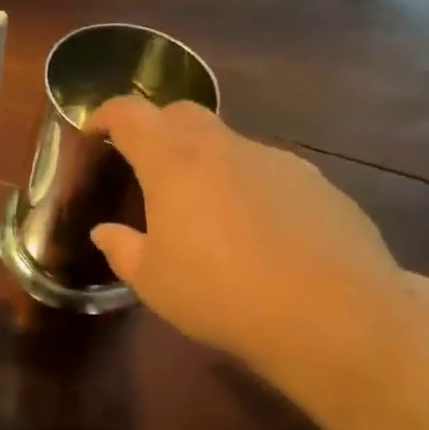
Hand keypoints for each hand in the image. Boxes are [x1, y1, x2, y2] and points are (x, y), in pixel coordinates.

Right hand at [87, 97, 414, 397]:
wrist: (334, 316)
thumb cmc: (221, 294)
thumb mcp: (153, 281)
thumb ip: (122, 249)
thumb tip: (105, 232)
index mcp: (174, 161)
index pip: (130, 114)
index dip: (106, 115)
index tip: (95, 131)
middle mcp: (224, 147)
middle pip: (182, 114)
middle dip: (157, 129)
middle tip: (146, 165)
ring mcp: (276, 160)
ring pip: (228, 144)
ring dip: (206, 163)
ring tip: (206, 212)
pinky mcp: (316, 183)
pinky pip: (267, 172)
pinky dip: (248, 187)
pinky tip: (257, 233)